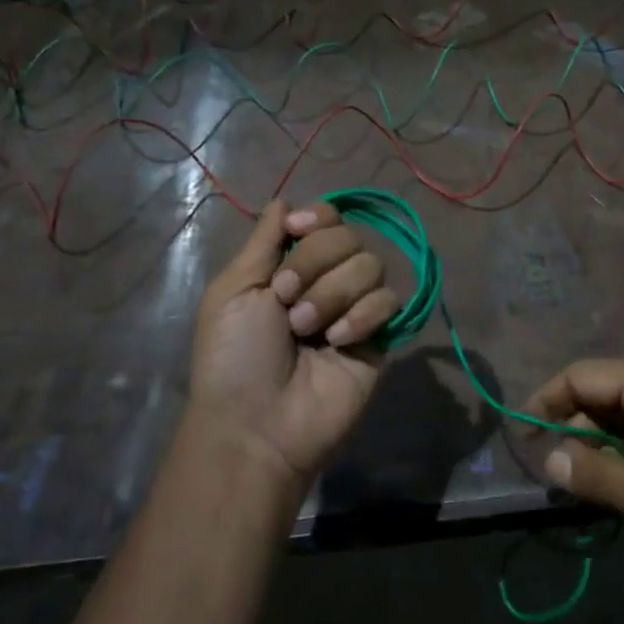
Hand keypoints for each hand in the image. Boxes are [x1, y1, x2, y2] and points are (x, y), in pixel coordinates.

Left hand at [185, 200, 399, 498]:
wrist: (258, 422)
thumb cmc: (234, 355)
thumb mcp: (234, 290)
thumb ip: (263, 241)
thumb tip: (284, 200)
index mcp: (289, 267)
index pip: (326, 220)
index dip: (319, 219)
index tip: (299, 231)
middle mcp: (326, 282)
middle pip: (349, 237)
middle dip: (315, 263)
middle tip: (286, 300)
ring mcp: (354, 310)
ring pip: (371, 265)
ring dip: (333, 293)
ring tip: (307, 330)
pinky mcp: (380, 338)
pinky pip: (389, 301)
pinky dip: (362, 316)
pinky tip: (337, 343)